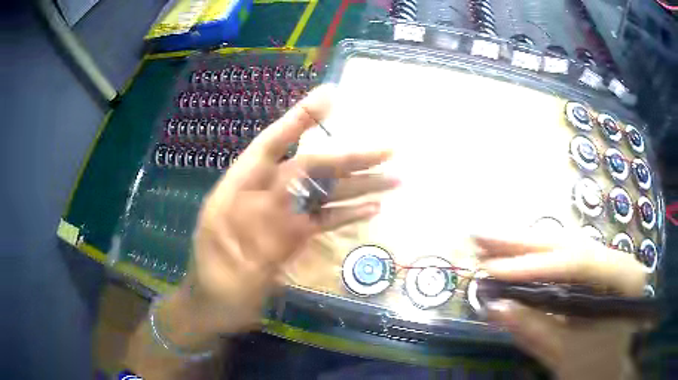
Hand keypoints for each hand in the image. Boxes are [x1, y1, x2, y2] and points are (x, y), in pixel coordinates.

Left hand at [185, 85, 397, 333]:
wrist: (216, 309)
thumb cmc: (213, 282)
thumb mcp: (227, 254)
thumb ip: (259, 225)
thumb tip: (296, 192)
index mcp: (239, 189)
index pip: (272, 144)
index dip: (300, 119)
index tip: (330, 97)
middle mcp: (264, 195)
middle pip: (310, 168)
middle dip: (348, 157)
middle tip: (387, 149)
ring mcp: (282, 217)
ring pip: (323, 194)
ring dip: (357, 186)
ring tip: (393, 179)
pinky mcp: (294, 237)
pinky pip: (323, 220)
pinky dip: (347, 214)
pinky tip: (372, 208)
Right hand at [475, 234, 647, 379]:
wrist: (609, 369)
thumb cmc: (593, 366)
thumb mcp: (564, 354)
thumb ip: (533, 329)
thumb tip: (494, 306)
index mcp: (623, 280)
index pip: (577, 262)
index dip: (534, 266)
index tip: (493, 270)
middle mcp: (618, 259)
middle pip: (568, 243)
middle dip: (522, 242)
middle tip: (480, 237)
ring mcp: (607, 260)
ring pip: (564, 245)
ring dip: (524, 245)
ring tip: (488, 241)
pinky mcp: (595, 268)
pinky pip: (563, 257)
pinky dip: (536, 258)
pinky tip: (512, 253)